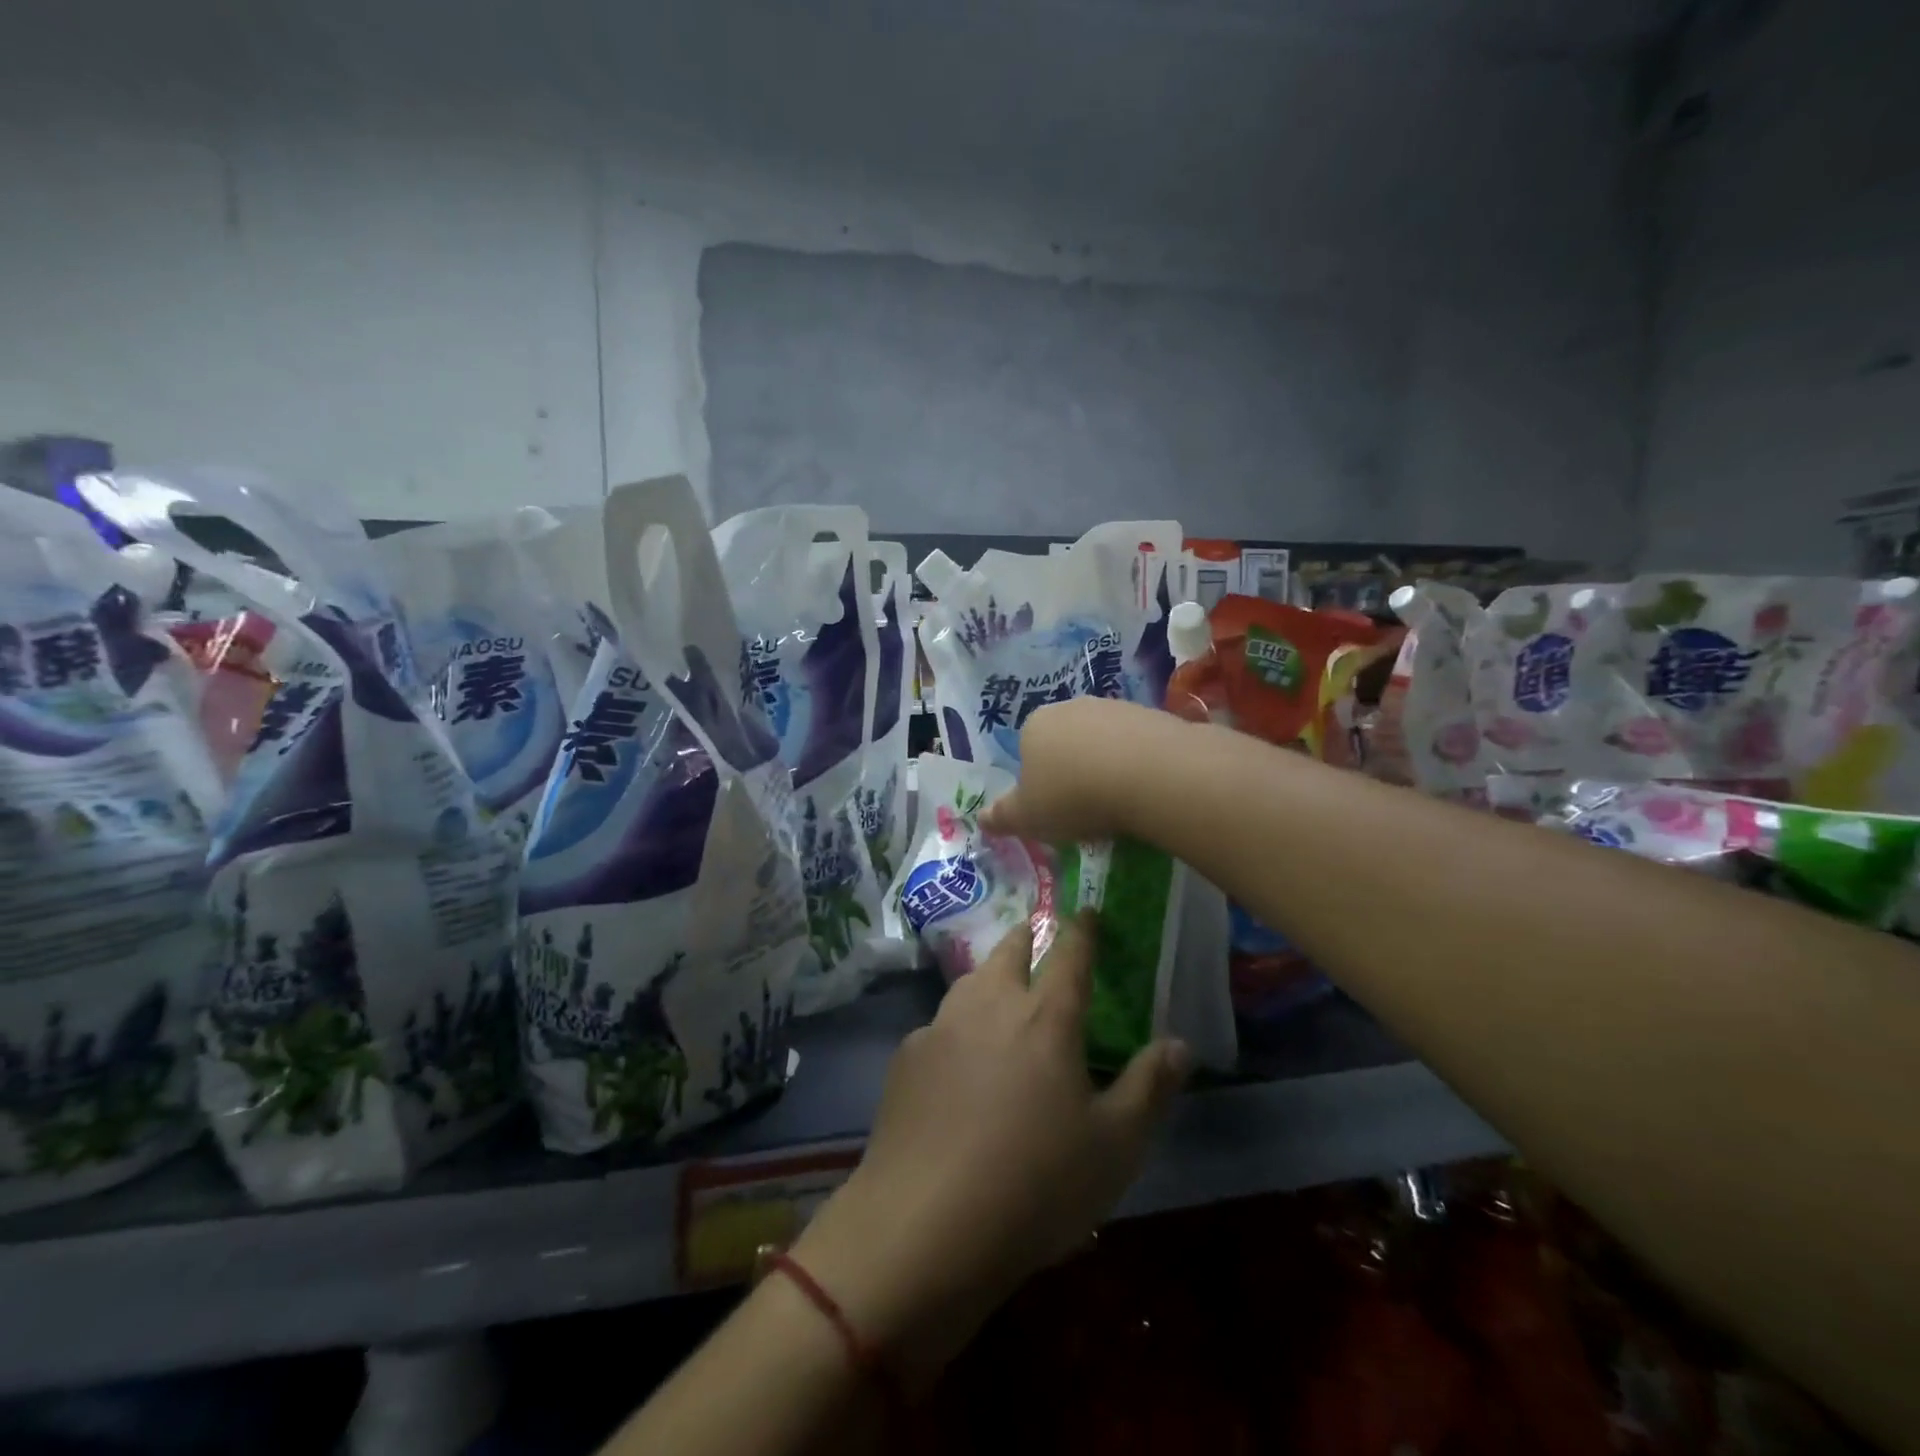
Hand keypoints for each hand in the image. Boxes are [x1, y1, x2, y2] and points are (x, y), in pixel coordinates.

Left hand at [792, 913, 1190, 1387]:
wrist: (926, 1223)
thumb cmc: (1036, 1184)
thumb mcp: (1115, 1147)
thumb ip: (1150, 1087)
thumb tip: (1180, 1042)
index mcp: (1046, 1018)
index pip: (1069, 954)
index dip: (1082, 929)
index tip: (1087, 909)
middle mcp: (991, 1006)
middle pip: (1008, 951)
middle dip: (1025, 935)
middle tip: (1034, 932)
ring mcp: (941, 1028)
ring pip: (969, 982)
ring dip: (988, 974)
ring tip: (997, 983)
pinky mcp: (906, 1058)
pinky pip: (938, 1026)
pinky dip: (955, 1026)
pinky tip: (955, 1057)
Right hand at [978, 696, 1185, 843]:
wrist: (1149, 774)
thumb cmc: (1073, 795)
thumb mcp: (1027, 817)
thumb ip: (1002, 817)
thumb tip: (981, 819)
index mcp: (1034, 725)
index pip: (1027, 750)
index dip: (1037, 781)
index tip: (1052, 808)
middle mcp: (1071, 707)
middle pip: (1065, 742)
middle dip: (1072, 770)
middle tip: (1084, 809)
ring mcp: (1114, 707)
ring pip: (1102, 741)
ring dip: (1106, 766)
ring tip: (1117, 803)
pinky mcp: (1151, 715)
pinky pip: (1136, 744)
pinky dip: (1136, 764)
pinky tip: (1144, 789)